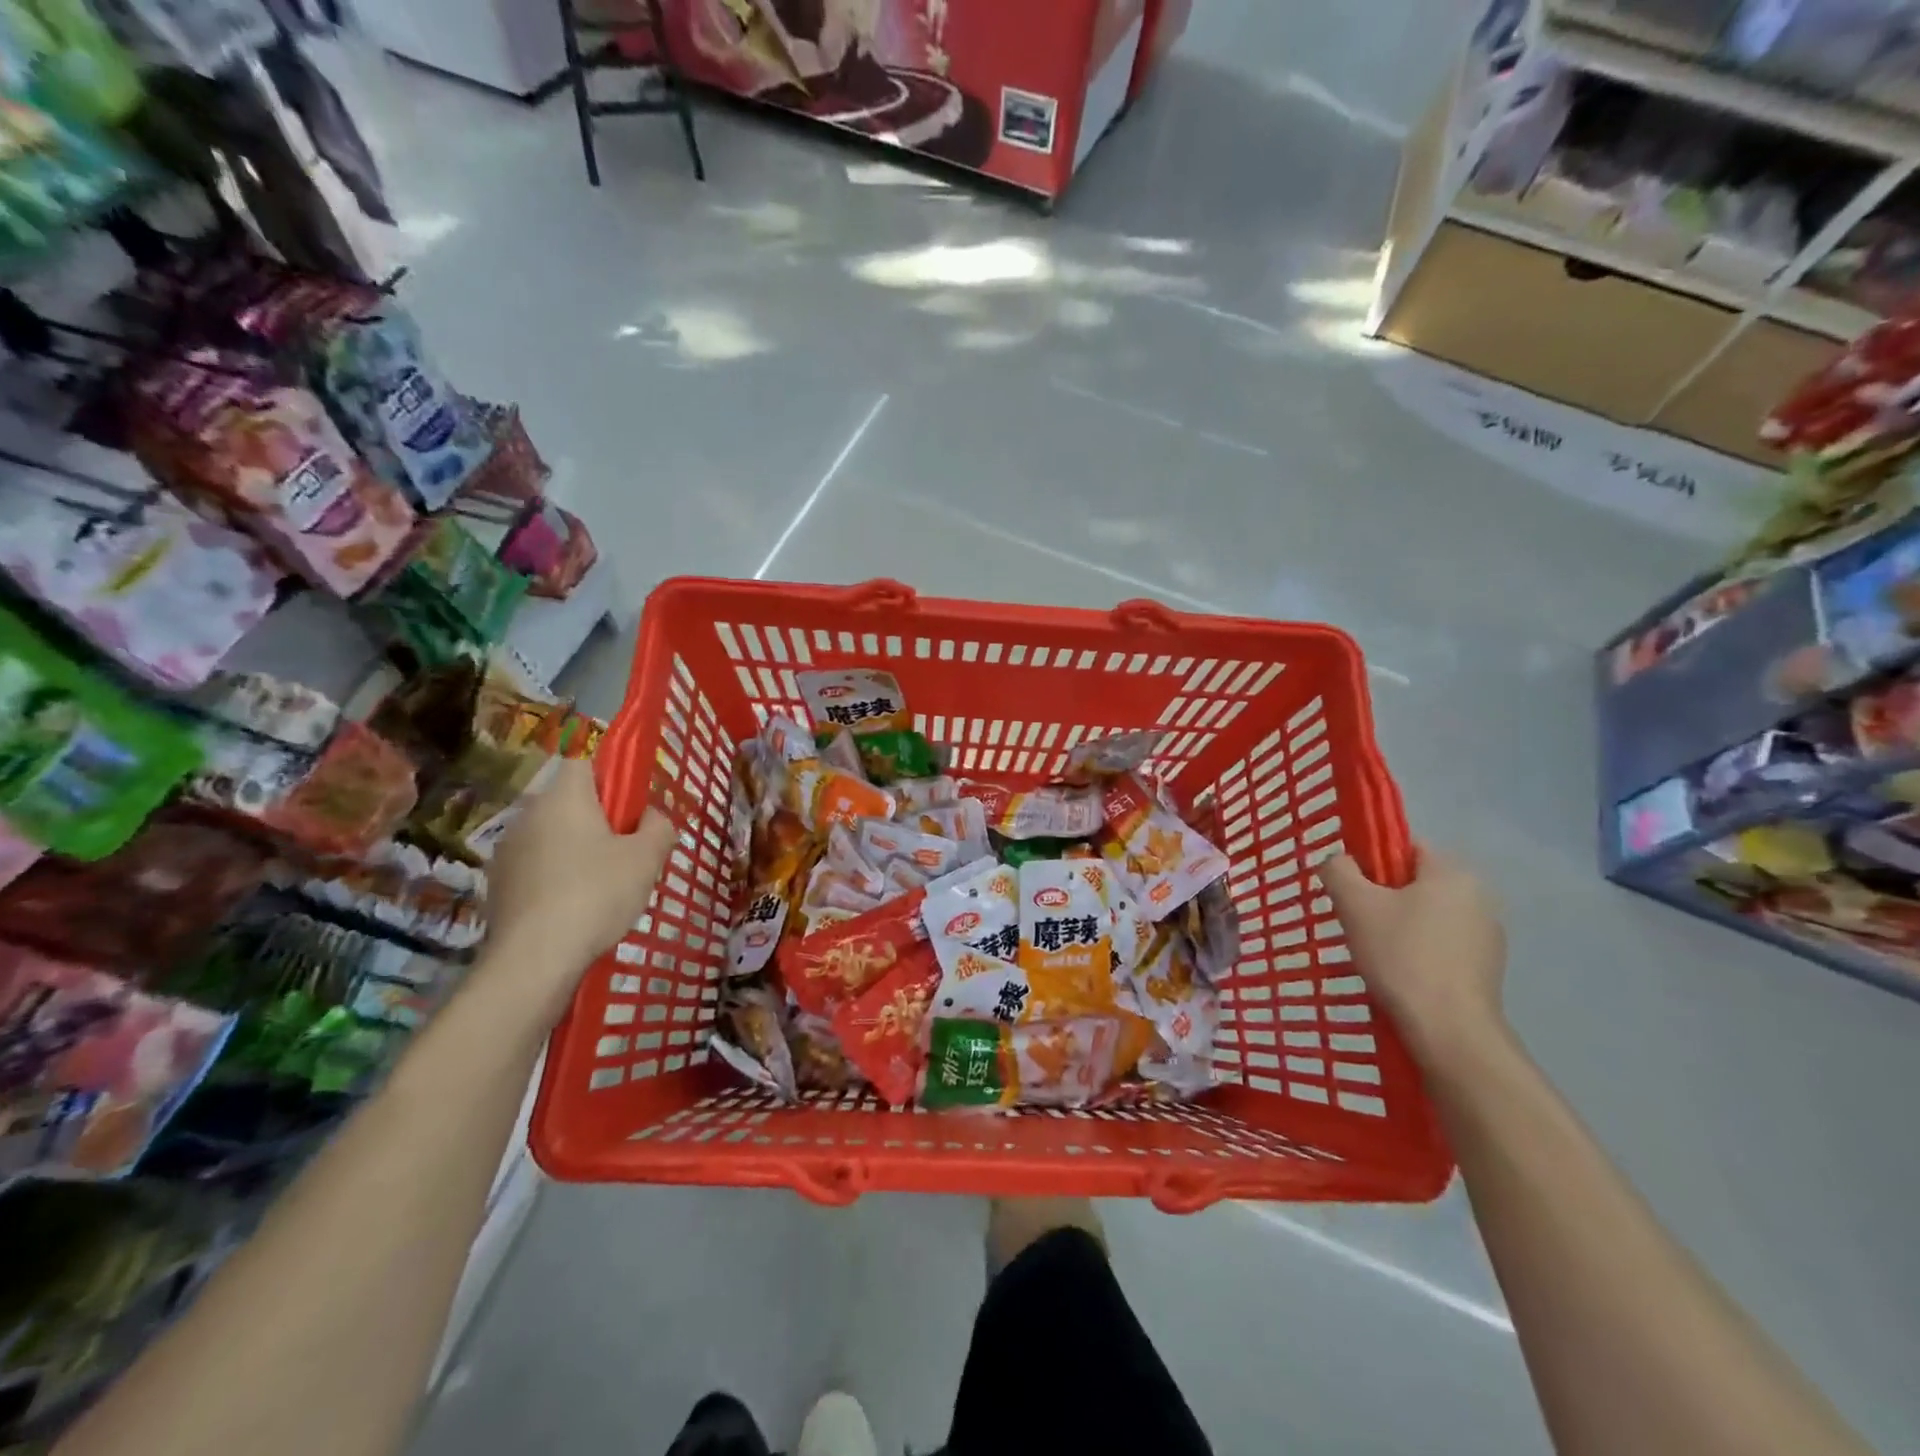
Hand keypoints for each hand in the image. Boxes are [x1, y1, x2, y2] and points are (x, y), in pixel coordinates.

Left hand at [486, 759, 676, 982]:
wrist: (533, 959)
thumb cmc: (596, 894)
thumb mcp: (647, 858)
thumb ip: (659, 826)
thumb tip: (651, 816)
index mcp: (564, 796)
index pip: (585, 762)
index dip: (613, 777)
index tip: (633, 808)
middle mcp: (528, 814)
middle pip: (571, 802)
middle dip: (600, 820)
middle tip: (629, 851)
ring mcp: (508, 850)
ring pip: (554, 836)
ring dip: (578, 849)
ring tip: (605, 886)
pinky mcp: (499, 884)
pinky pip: (538, 866)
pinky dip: (558, 877)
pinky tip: (576, 907)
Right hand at [1322, 844, 1507, 1072]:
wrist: (1448, 1030)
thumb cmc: (1401, 956)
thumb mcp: (1354, 905)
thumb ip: (1339, 871)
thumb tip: (1338, 861)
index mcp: (1452, 872)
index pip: (1405, 847)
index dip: (1372, 862)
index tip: (1351, 890)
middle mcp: (1479, 895)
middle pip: (1416, 882)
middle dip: (1384, 897)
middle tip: (1356, 922)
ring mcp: (1488, 934)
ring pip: (1428, 914)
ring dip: (1401, 925)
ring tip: (1376, 953)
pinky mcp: (1487, 967)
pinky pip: (1443, 943)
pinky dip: (1420, 950)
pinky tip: (1401, 973)